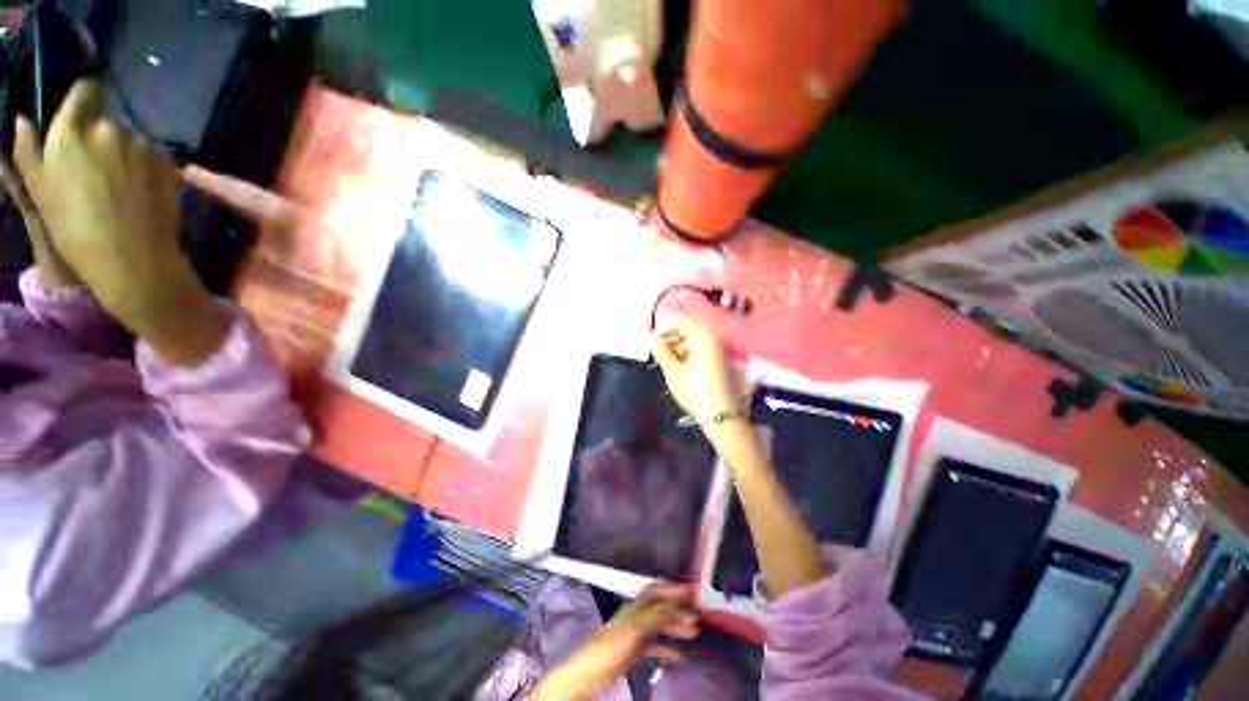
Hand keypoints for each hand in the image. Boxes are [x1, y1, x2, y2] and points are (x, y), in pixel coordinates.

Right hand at [12, 80, 228, 365]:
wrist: (132, 256)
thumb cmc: (73, 226)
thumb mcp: (38, 188)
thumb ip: (28, 149)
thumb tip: (23, 120)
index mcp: (73, 130)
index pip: (85, 90)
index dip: (84, 100)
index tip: (81, 116)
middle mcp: (110, 128)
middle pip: (106, 119)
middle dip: (100, 136)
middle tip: (95, 168)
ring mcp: (143, 145)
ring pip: (130, 139)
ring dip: (123, 153)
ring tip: (118, 186)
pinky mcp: (168, 163)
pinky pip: (153, 156)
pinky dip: (145, 167)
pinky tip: (139, 192)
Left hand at [530, 584, 699, 699]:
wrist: (589, 670)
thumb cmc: (611, 644)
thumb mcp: (636, 628)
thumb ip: (656, 614)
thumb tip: (678, 606)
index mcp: (636, 605)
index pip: (657, 590)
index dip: (674, 588)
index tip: (693, 590)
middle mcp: (637, 614)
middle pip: (661, 606)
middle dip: (679, 607)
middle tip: (698, 613)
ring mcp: (636, 632)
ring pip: (660, 624)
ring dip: (676, 626)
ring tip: (694, 633)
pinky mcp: (634, 649)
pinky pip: (655, 645)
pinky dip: (667, 647)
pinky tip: (679, 656)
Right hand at [653, 314, 735, 419]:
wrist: (719, 414)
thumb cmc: (694, 391)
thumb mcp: (673, 370)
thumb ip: (660, 350)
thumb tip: (651, 337)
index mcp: (701, 336)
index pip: (678, 319)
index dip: (662, 326)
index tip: (651, 339)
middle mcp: (711, 337)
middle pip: (686, 327)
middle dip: (669, 336)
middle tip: (656, 350)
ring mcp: (716, 347)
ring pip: (691, 337)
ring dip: (676, 344)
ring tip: (664, 359)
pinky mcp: (717, 357)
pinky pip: (698, 346)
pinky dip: (685, 350)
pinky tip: (676, 363)